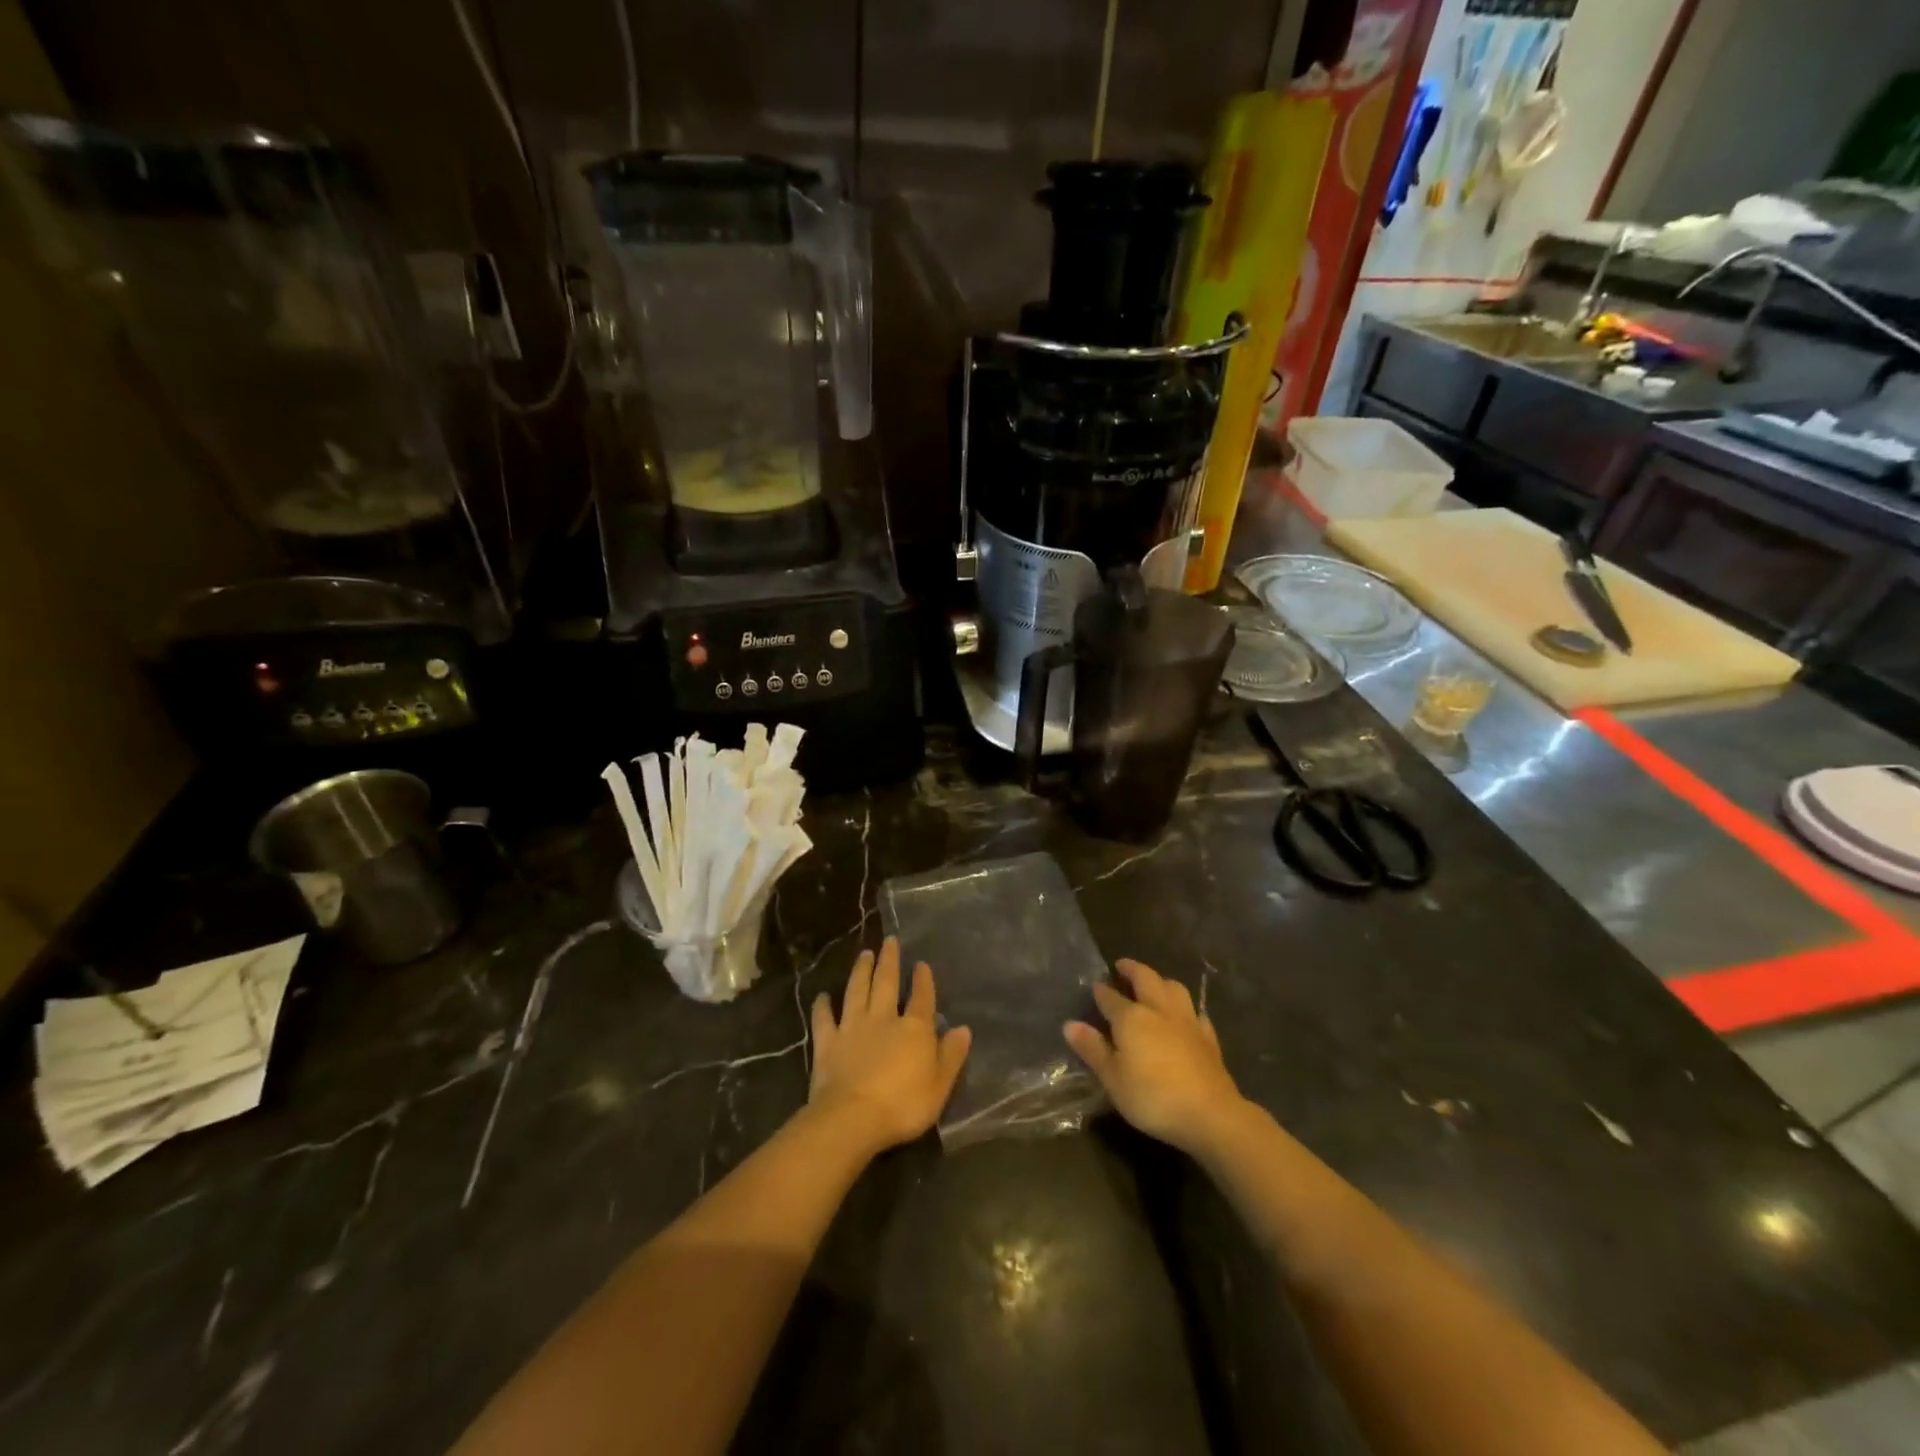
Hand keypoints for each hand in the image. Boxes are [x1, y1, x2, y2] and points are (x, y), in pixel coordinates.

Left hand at [808, 938, 971, 1153]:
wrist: (853, 1118)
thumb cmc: (904, 1105)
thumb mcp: (939, 1085)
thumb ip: (951, 1055)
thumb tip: (963, 1028)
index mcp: (914, 1029)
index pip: (921, 998)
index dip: (923, 980)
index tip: (921, 964)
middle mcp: (883, 1019)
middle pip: (886, 983)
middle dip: (889, 961)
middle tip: (889, 941)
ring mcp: (852, 1027)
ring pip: (857, 991)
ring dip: (860, 971)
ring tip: (864, 954)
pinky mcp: (827, 1042)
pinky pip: (824, 1019)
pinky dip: (822, 1006)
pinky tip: (822, 996)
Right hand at [1065, 959, 1247, 1154]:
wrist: (1210, 1113)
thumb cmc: (1152, 1097)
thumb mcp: (1113, 1078)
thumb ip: (1092, 1049)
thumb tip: (1070, 1024)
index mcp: (1131, 1018)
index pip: (1110, 997)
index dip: (1100, 991)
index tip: (1094, 986)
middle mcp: (1158, 1010)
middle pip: (1145, 979)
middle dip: (1132, 969)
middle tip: (1122, 966)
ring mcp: (1187, 1021)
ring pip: (1174, 988)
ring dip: (1161, 981)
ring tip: (1153, 984)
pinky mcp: (1208, 1037)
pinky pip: (1196, 1013)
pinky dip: (1186, 1009)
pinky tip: (1185, 1016)